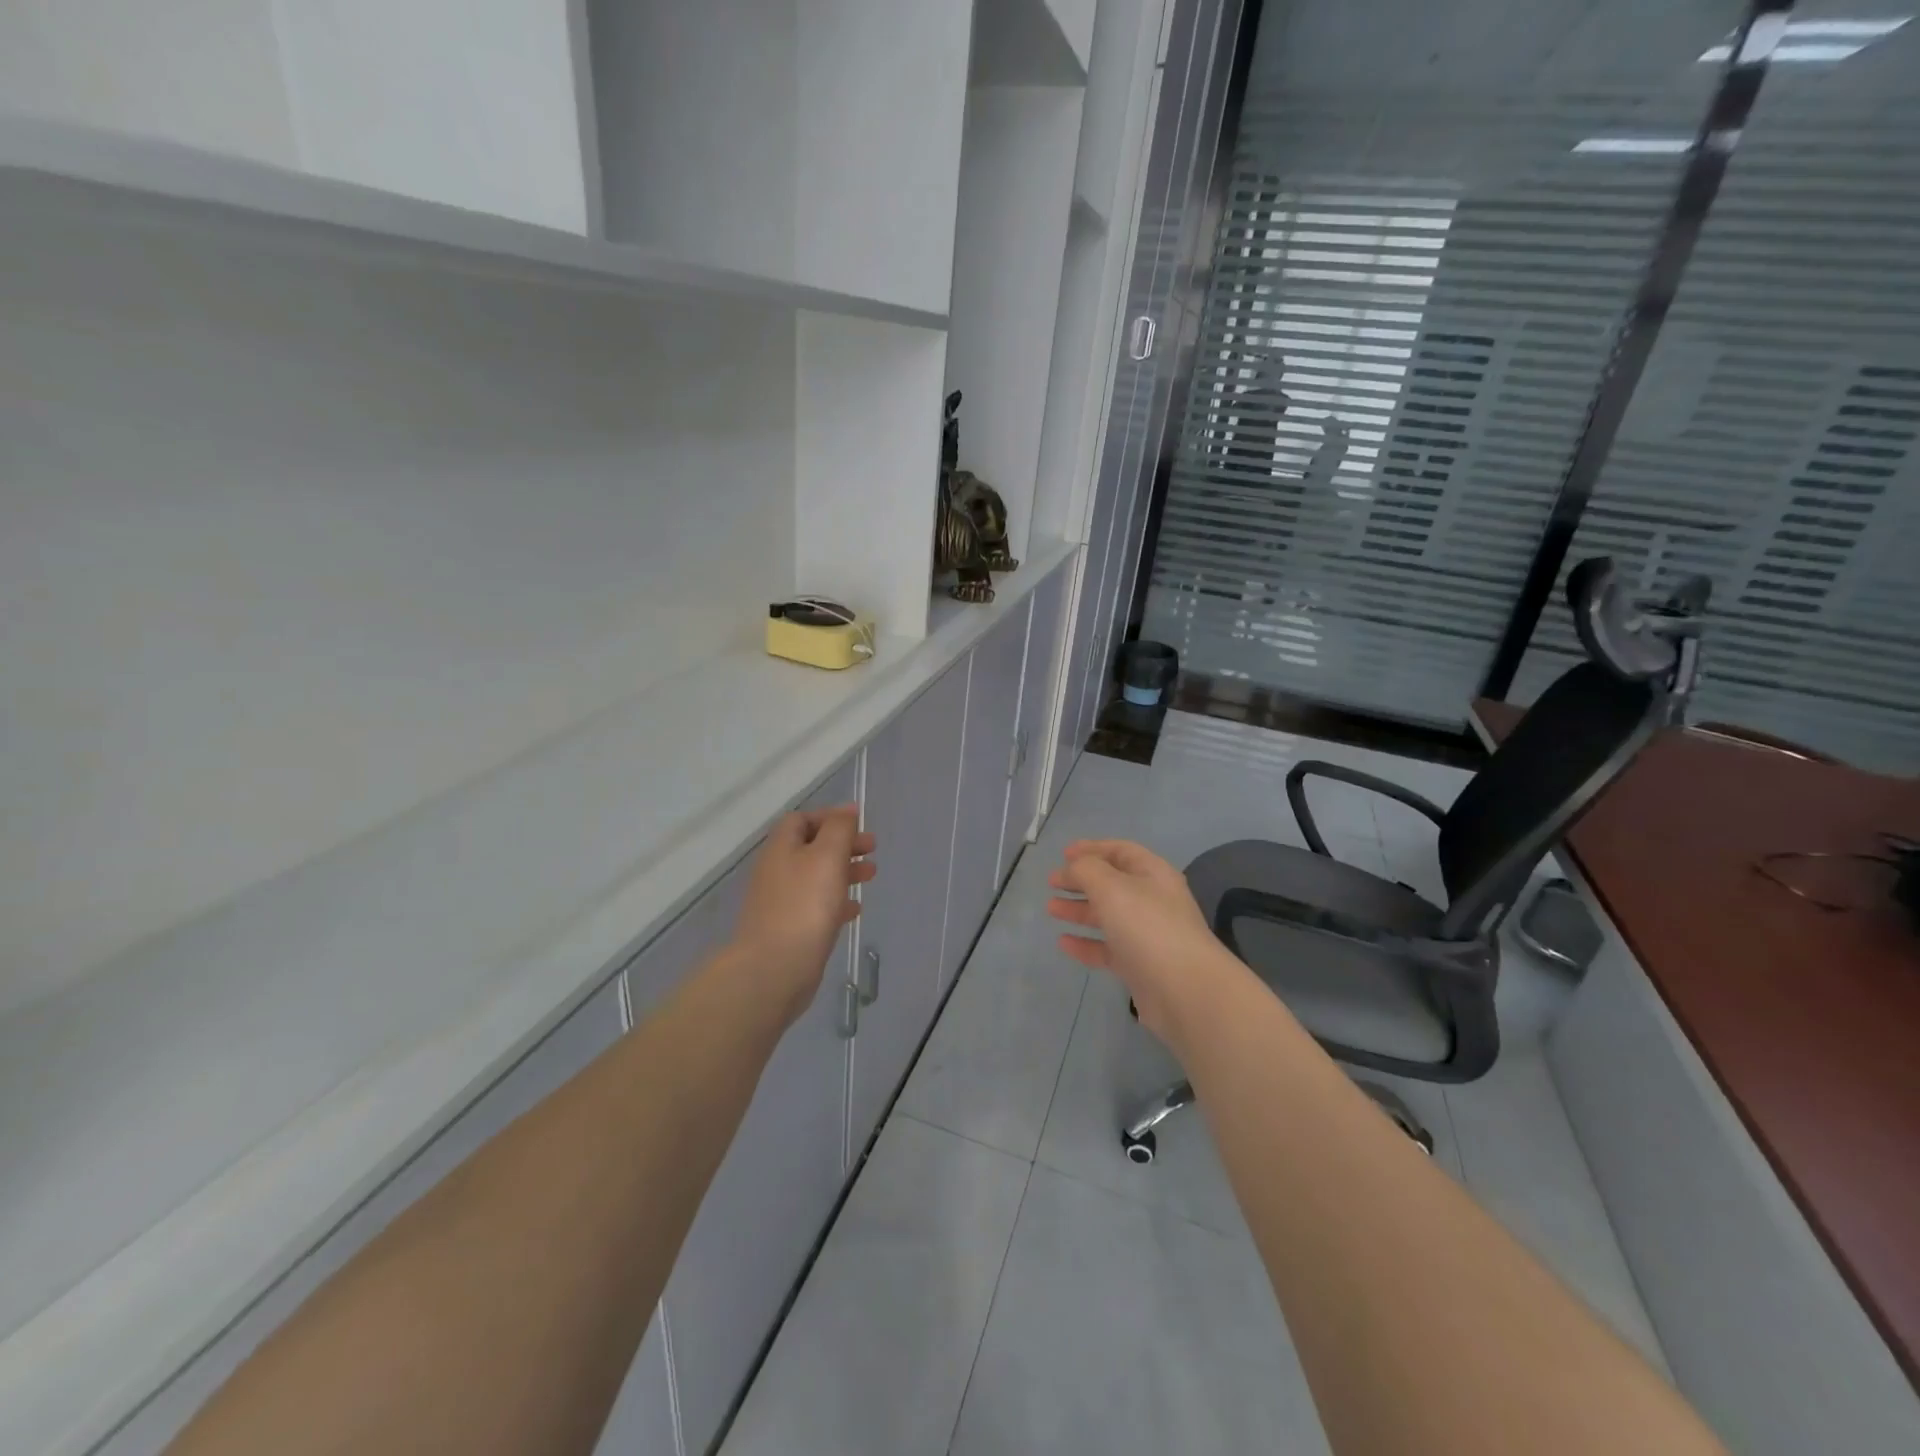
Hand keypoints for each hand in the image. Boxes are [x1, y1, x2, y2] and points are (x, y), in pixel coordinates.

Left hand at [730, 804, 875, 1027]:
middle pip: (811, 847)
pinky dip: (836, 901)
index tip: (858, 823)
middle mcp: (777, 870)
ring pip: (816, 877)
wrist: (774, 968)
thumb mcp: (827, 855)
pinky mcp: (789, 929)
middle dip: (843, 844)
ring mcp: (781, 902)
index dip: (830, 817)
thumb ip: (839, 829)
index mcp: (781, 847)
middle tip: (872, 848)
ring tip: (871, 875)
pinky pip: (816, 906)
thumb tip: (847, 810)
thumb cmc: (804, 905)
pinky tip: (855, 909)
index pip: (802, 819)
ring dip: (844, 871)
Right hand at [1047, 840, 1240, 1042]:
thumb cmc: (1148, 927)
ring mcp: (1147, 935)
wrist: (1185, 991)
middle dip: (1081, 880)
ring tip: (1051, 909)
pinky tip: (1063, 943)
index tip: (1063, 854)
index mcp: (1153, 874)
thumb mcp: (1111, 887)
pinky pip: (1108, 949)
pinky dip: (1086, 943)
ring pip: (1108, 916)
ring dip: (1080, 910)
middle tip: (1052, 883)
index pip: (1121, 851)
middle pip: (1112, 883)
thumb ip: (1086, 870)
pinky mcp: (1140, 966)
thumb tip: (1074, 867)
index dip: (1092, 848)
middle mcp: (1152, 901)